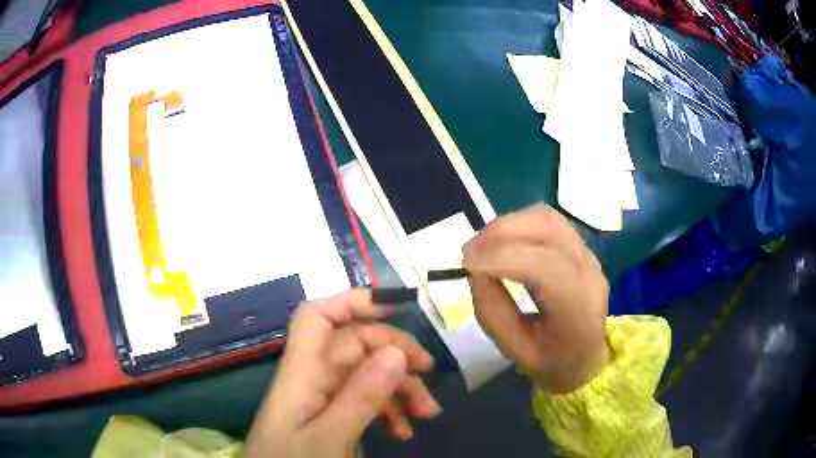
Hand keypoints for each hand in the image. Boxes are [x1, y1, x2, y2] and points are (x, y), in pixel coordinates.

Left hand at [245, 289, 439, 457]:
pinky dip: (387, 411)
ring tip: (427, 413)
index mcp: (301, 373)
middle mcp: (311, 378)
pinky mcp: (329, 417)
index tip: (397, 306)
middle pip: (354, 345)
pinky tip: (403, 431)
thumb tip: (396, 351)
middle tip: (429, 370)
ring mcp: (321, 399)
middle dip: (395, 353)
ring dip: (399, 388)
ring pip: (364, 374)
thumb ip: (360, 397)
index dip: (353, 302)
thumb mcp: (330, 437)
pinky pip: (362, 401)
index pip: (318, 318)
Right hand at [463, 204, 608, 393]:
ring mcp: (589, 254)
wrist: (588, 359)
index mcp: (579, 308)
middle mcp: (589, 271)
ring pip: (546, 218)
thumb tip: (475, 270)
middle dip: (499, 233)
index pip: (544, 265)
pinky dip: (519, 225)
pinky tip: (504, 244)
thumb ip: (493, 312)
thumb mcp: (516, 352)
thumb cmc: (553, 363)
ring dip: (508, 225)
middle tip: (469, 253)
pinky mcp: (581, 247)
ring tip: (483, 247)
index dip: (501, 256)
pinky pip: (548, 222)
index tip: (466, 263)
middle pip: (547, 228)